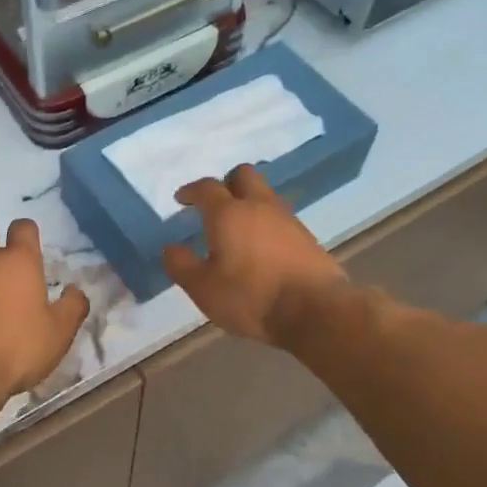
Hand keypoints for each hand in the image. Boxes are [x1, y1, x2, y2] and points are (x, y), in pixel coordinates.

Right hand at [162, 165, 347, 344]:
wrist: (315, 310)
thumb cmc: (250, 297)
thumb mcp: (203, 288)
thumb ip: (182, 265)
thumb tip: (171, 248)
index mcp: (228, 213)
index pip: (206, 188)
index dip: (191, 190)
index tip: (182, 199)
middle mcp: (259, 206)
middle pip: (244, 175)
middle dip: (227, 183)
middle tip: (215, 204)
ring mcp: (288, 220)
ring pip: (265, 196)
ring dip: (250, 203)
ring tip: (238, 229)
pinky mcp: (307, 237)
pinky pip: (281, 218)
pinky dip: (267, 224)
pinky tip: (262, 247)